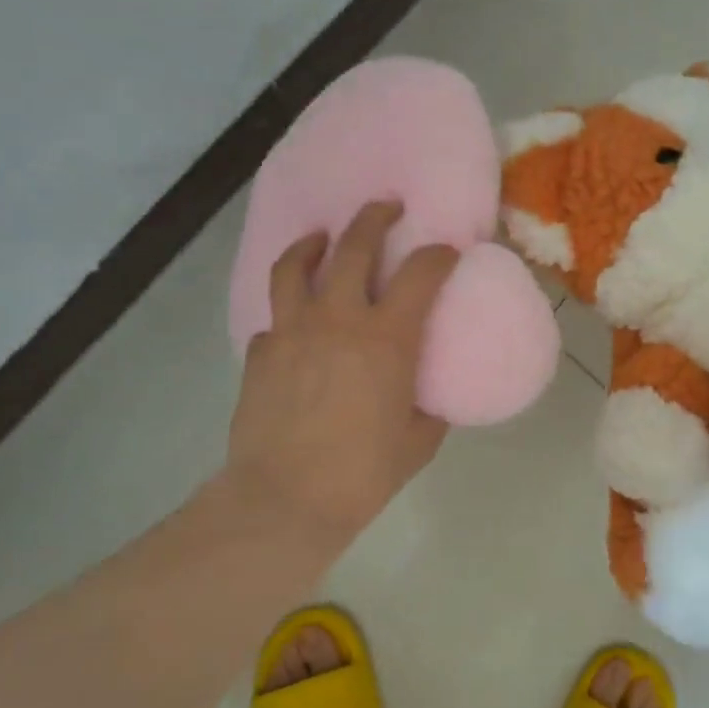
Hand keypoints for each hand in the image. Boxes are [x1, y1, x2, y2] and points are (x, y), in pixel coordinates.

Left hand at [224, 201, 458, 549]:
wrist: (285, 501)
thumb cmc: (363, 474)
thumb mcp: (418, 442)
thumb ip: (428, 408)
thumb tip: (429, 396)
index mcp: (387, 339)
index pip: (421, 274)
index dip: (439, 254)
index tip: (448, 249)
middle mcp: (338, 320)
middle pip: (354, 247)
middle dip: (374, 218)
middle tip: (387, 206)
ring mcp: (292, 332)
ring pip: (296, 266)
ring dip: (313, 244)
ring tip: (322, 238)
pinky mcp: (261, 354)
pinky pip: (274, 318)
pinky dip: (288, 313)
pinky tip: (295, 323)